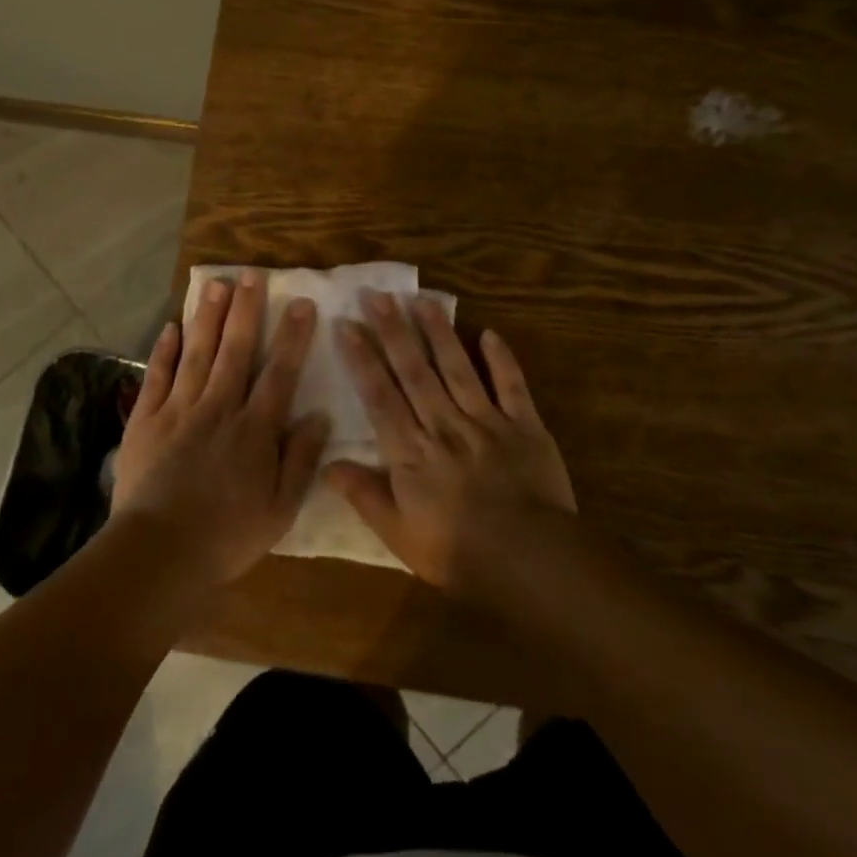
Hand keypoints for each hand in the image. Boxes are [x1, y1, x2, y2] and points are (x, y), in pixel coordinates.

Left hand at [111, 270, 327, 586]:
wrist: (159, 552)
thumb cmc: (227, 535)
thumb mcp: (280, 508)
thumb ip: (300, 459)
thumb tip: (318, 415)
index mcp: (254, 430)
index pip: (280, 373)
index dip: (293, 337)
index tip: (303, 304)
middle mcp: (219, 408)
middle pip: (236, 350)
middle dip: (247, 310)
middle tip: (252, 274)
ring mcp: (179, 410)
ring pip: (197, 353)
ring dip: (208, 317)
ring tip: (216, 283)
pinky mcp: (146, 420)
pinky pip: (157, 376)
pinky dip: (165, 350)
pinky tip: (172, 326)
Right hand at [324, 291, 574, 593]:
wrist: (530, 561)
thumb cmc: (457, 551)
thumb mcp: (398, 534)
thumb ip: (364, 495)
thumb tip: (327, 464)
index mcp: (412, 451)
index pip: (380, 396)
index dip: (362, 359)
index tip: (347, 325)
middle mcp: (444, 425)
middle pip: (414, 371)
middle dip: (393, 331)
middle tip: (377, 295)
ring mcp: (486, 421)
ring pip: (457, 369)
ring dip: (439, 333)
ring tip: (423, 300)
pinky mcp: (525, 425)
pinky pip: (512, 385)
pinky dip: (502, 359)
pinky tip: (490, 332)